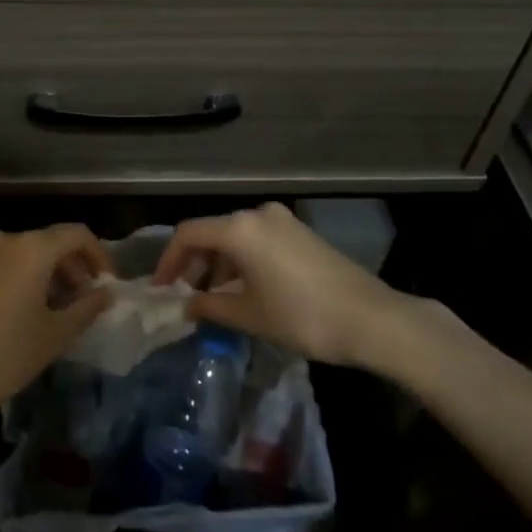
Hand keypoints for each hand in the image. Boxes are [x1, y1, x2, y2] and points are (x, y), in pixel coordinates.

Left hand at [0, 225, 112, 437]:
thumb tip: (104, 294)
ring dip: (47, 274)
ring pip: (24, 254)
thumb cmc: (5, 355)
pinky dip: (21, 278)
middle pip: (49, 242)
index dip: (98, 256)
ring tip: (55, 310)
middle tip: (84, 301)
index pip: (77, 234)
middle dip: (72, 267)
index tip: (107, 284)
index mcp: (32, 248)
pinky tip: (23, 312)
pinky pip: (2, 265)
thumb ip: (86, 308)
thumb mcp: (55, 335)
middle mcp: (4, 240)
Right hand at [153, 202, 430, 368]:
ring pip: (236, 236)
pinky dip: (242, 260)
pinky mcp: (300, 232)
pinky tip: (244, 289)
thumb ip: (211, 306)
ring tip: (214, 298)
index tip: (161, 289)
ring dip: (219, 264)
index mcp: (239, 228)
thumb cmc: (301, 316)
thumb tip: (187, 305)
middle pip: (212, 232)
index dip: (169, 261)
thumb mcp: (249, 315)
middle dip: (194, 263)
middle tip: (185, 295)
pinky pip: (258, 240)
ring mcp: (282, 220)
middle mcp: (258, 214)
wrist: (370, 318)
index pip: (188, 234)